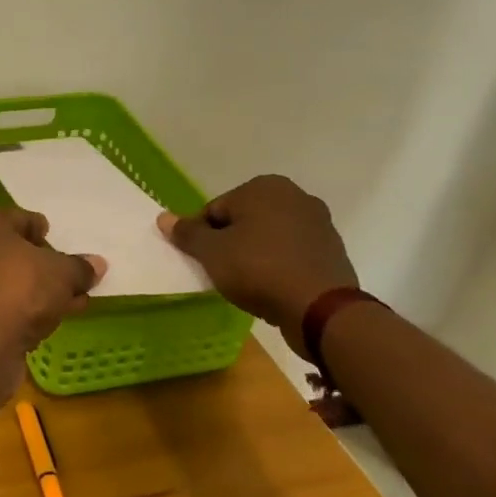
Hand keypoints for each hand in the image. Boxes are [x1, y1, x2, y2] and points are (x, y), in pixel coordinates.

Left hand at [0, 204, 103, 374]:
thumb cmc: (17, 286)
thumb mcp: (61, 272)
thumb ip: (79, 266)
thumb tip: (98, 264)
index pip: (17, 219)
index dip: (42, 235)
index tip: (61, 251)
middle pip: (6, 251)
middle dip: (39, 266)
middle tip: (68, 280)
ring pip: (0, 279)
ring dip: (32, 290)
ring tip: (68, 303)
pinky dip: (15, 308)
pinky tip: (45, 322)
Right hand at [158, 175, 357, 355]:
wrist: (320, 309)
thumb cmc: (258, 269)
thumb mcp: (211, 252)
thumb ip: (187, 233)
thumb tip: (163, 217)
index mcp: (264, 187)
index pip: (216, 209)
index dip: (202, 236)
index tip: (202, 260)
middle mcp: (295, 196)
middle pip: (244, 221)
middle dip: (230, 243)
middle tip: (221, 272)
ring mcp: (319, 224)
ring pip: (269, 238)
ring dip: (254, 255)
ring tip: (246, 284)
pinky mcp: (332, 252)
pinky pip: (291, 255)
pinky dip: (278, 266)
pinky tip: (271, 288)